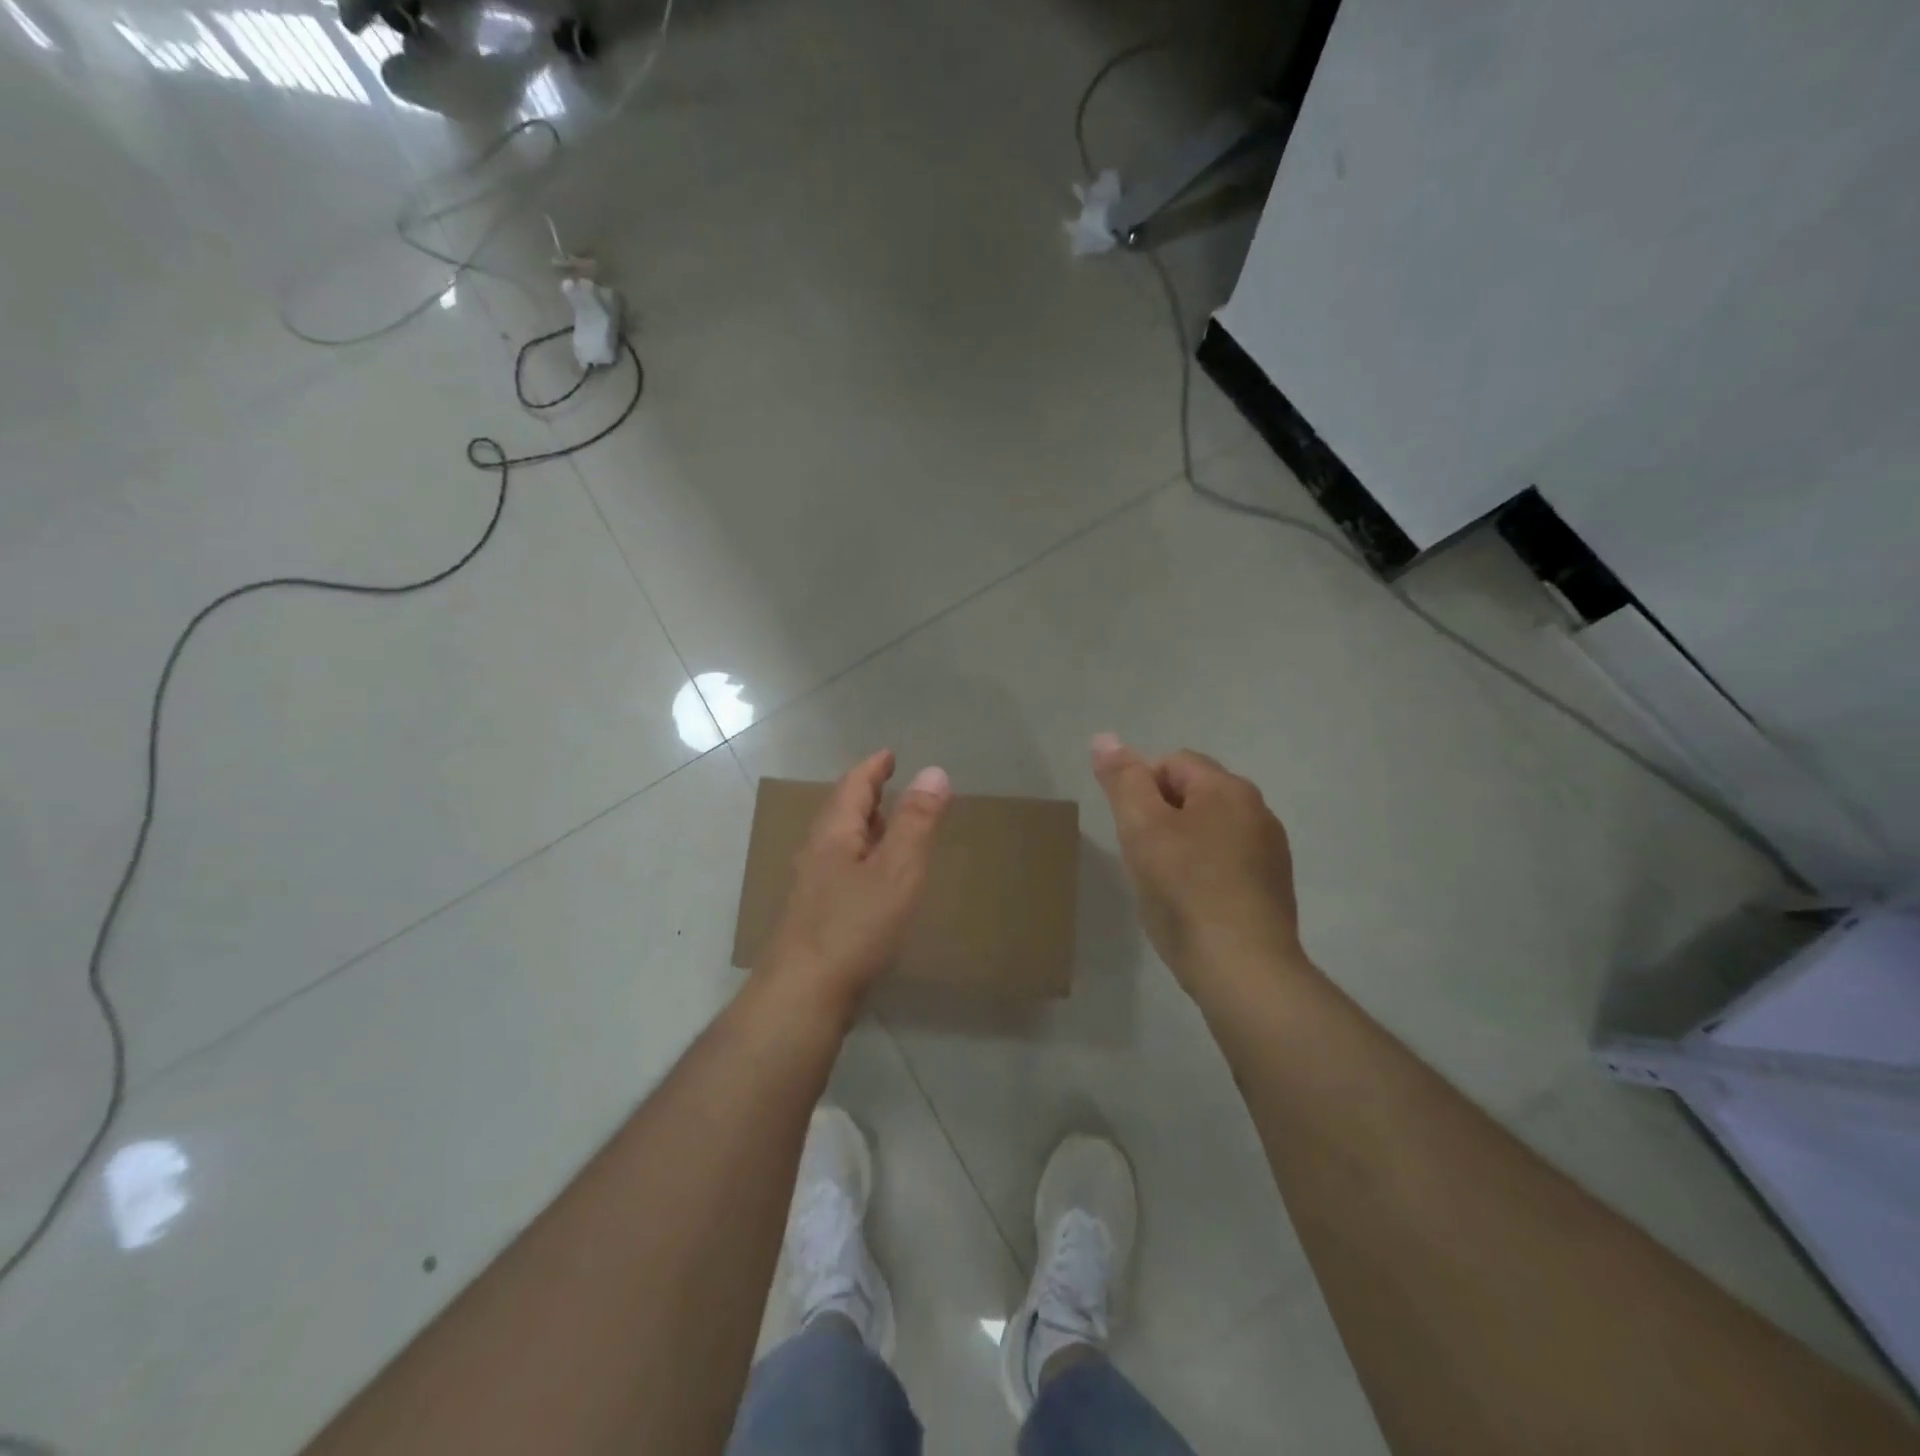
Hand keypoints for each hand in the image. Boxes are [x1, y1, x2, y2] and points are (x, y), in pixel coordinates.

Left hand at [762, 749, 952, 1014]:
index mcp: (834, 835)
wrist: (802, 996)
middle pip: (841, 812)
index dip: (873, 768)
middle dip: (865, 794)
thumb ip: (916, 822)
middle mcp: (817, 854)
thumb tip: (934, 771)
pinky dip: (862, 858)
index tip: (889, 755)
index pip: (853, 787)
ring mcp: (812, 889)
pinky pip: (841, 871)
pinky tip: (873, 879)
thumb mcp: (896, 869)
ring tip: (885, 824)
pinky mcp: (815, 918)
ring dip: (863, 827)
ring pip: (839, 844)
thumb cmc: (853, 927)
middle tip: (888, 783)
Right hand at [1091, 733, 1303, 998]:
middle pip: (1192, 795)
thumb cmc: (1185, 890)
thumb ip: (1122, 780)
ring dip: (1181, 846)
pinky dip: (1204, 873)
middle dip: (1160, 818)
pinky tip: (1191, 906)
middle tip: (1143, 858)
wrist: (1243, 969)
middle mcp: (1258, 811)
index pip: (1171, 762)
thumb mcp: (1141, 828)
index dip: (1140, 790)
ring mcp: (1270, 851)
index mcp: (1228, 789)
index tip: (1131, 831)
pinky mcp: (1272, 888)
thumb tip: (1104, 738)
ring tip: (1164, 885)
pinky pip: (1226, 862)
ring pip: (1209, 830)